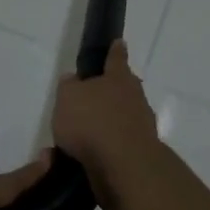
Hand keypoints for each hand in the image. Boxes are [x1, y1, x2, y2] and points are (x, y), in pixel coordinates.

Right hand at [52, 40, 160, 209]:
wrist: (124, 166)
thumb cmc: (93, 122)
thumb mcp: (68, 97)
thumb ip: (69, 87)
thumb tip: (74, 80)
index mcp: (119, 78)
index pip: (116, 58)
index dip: (115, 50)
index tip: (119, 43)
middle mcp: (135, 98)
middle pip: (123, 88)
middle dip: (110, 91)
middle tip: (91, 97)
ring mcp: (141, 126)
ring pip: (123, 117)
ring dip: (107, 123)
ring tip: (81, 136)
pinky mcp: (139, 153)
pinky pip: (119, 144)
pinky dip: (107, 147)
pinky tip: (89, 157)